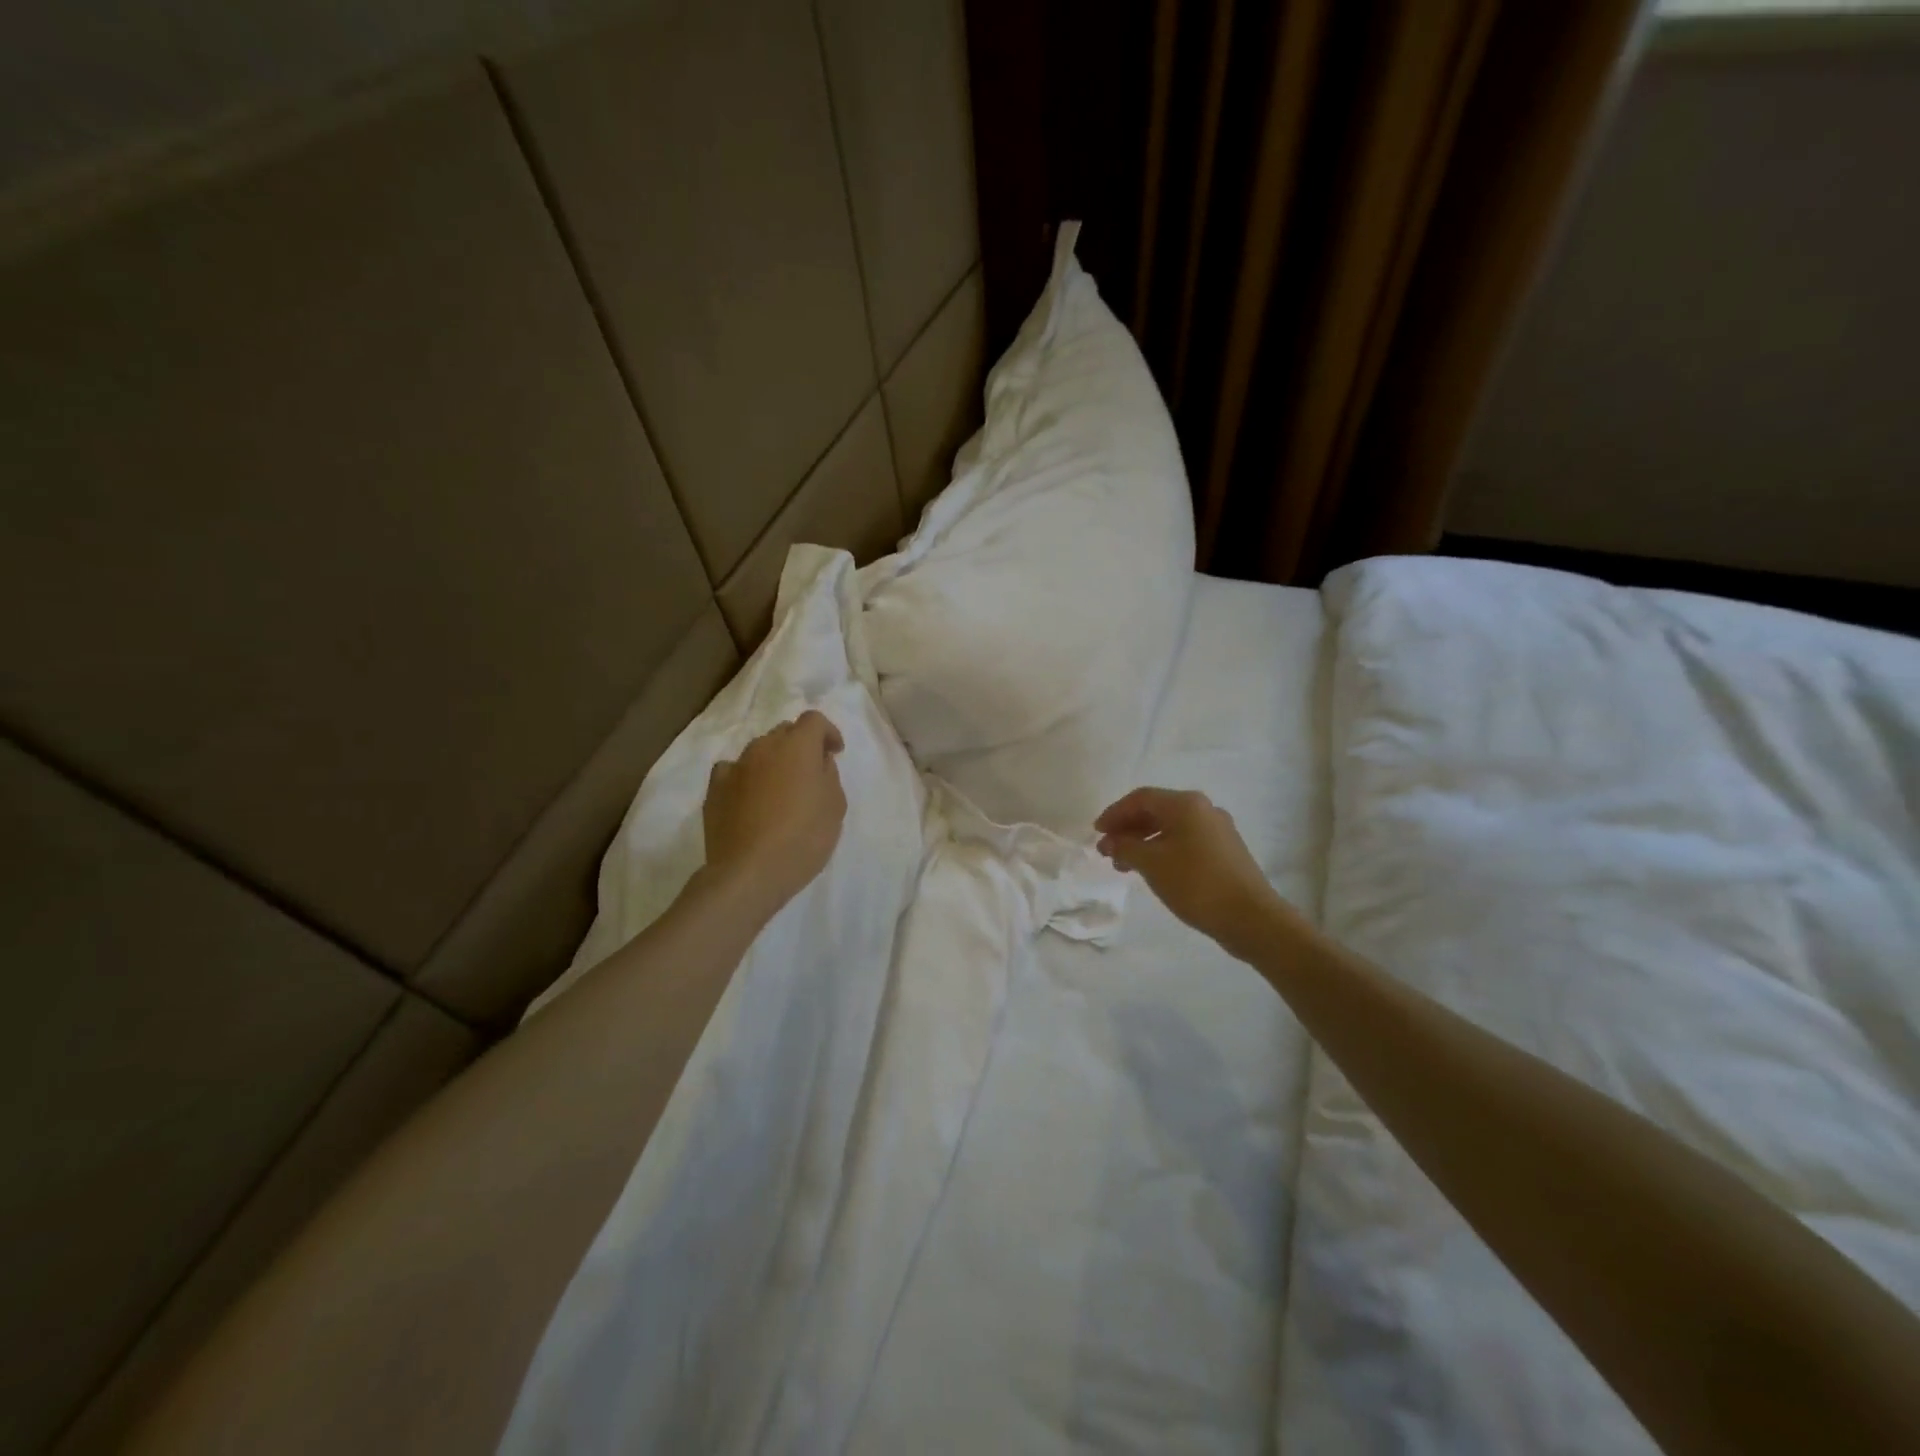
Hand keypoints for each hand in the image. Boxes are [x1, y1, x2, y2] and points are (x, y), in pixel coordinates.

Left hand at [702, 709, 846, 919]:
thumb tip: (817, 762)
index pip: (814, 721)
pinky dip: (745, 777)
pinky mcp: (714, 790)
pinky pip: (733, 771)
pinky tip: (750, 798)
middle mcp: (763, 748)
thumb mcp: (834, 807)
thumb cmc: (803, 838)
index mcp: (797, 746)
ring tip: (780, 789)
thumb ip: (829, 775)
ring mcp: (735, 767)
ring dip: (773, 761)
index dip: (828, 732)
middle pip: (784, 732)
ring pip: (758, 751)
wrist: (750, 872)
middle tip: (810, 773)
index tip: (835, 753)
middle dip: (800, 745)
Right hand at [1095, 787, 1289, 957]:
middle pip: (1156, 811)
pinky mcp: (1225, 851)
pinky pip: (1185, 841)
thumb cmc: (1196, 883)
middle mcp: (1204, 809)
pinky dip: (1162, 850)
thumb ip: (1125, 847)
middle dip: (1127, 829)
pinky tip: (1153, 871)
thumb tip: (1110, 841)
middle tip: (1107, 851)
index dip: (1114, 813)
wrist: (1250, 917)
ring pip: (1170, 828)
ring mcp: (1218, 830)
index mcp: (1186, 804)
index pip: (1140, 798)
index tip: (1097, 833)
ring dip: (1143, 842)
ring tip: (1125, 866)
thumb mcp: (1151, 863)